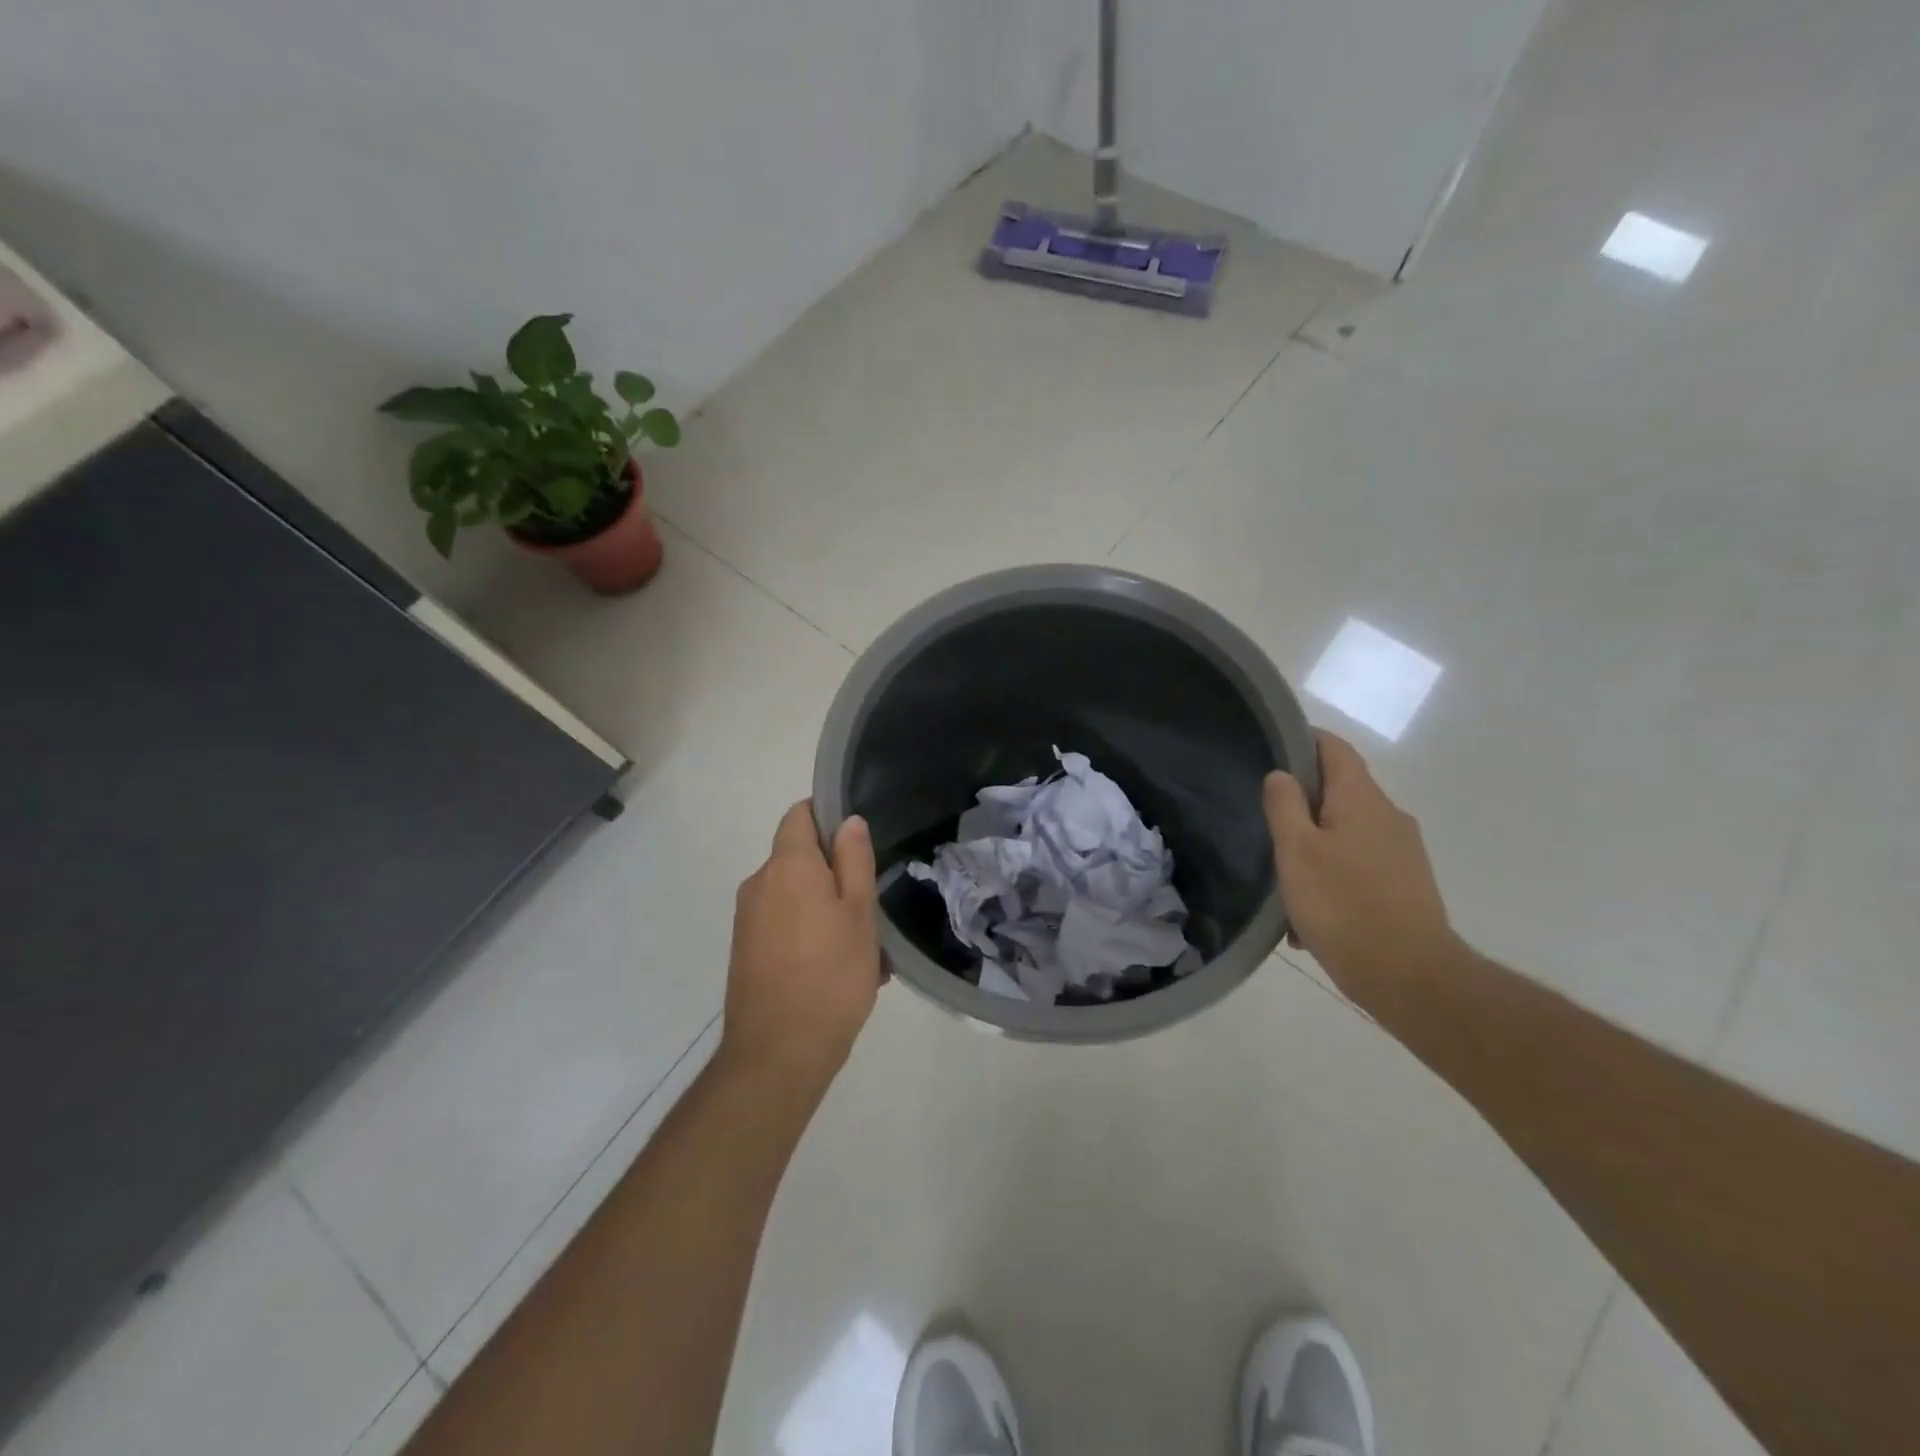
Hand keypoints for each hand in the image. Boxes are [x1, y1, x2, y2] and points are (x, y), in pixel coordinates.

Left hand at [720, 801, 880, 1097]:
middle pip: (798, 857)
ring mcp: (747, 919)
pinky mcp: (745, 949)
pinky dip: (809, 933)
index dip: (828, 816)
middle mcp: (759, 883)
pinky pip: (782, 923)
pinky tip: (837, 970)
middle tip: (871, 908)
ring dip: (826, 908)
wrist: (777, 1054)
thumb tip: (849, 821)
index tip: (858, 842)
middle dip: (834, 873)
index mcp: (788, 866)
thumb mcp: (860, 914)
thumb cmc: (831, 976)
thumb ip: (854, 860)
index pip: (799, 814)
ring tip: (862, 950)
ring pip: (794, 895)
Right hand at [1263, 731, 1460, 1008]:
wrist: (1411, 977)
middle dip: (1303, 801)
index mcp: (1362, 799)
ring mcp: (1403, 852)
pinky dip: (1333, 874)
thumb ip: (1284, 805)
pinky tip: (1310, 913)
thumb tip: (1282, 774)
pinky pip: (1360, 864)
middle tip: (1265, 821)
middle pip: (1341, 790)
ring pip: (1348, 831)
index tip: (1270, 748)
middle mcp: (1389, 816)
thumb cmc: (1343, 906)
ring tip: (1284, 878)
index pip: (1334, 748)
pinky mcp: (1408, 884)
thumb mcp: (1296, 852)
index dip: (1303, 739)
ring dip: (1315, 845)